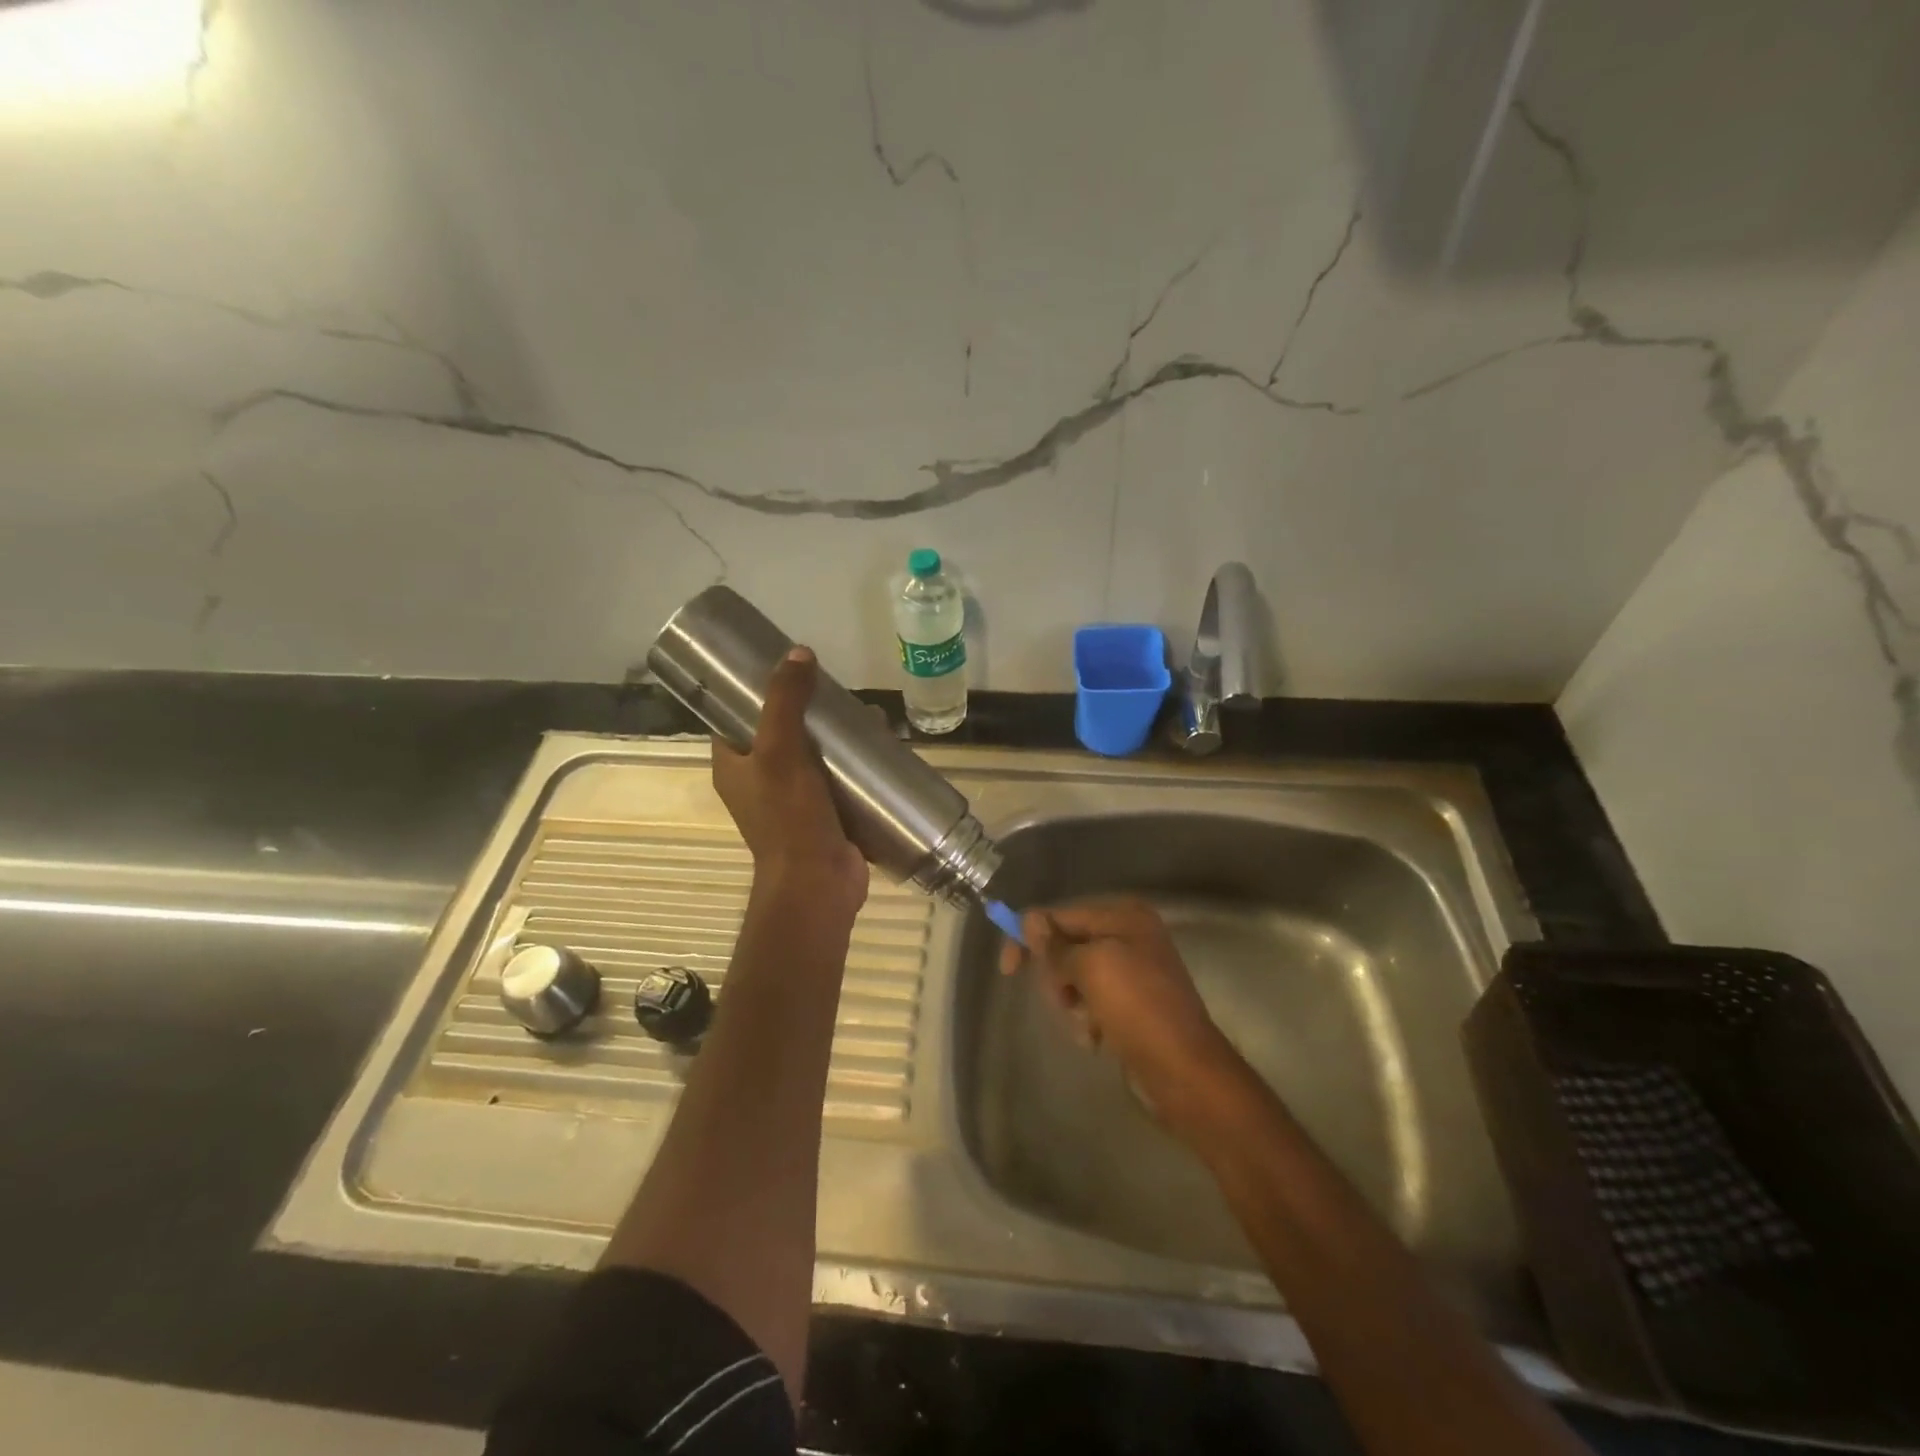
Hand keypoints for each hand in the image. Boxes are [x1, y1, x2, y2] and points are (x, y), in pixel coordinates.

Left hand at [711, 646, 868, 915]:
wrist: (818, 884)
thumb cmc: (789, 818)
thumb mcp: (780, 750)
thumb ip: (786, 702)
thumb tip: (798, 653)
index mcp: (734, 766)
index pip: (735, 718)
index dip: (754, 691)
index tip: (784, 669)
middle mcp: (759, 782)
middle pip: (781, 733)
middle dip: (808, 711)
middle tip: (835, 691)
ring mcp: (793, 801)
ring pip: (813, 755)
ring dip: (836, 737)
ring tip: (864, 715)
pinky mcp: (825, 815)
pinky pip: (837, 780)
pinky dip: (853, 764)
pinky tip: (878, 746)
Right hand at [999, 897, 1239, 1131]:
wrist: (1183, 1070)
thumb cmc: (1136, 1008)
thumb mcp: (1091, 968)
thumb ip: (1056, 946)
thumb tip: (1030, 920)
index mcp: (1123, 916)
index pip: (1060, 915)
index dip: (1030, 937)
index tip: (1007, 970)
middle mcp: (1129, 936)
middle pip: (1067, 947)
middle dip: (1058, 977)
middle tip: (1065, 1000)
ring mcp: (1133, 971)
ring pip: (1076, 978)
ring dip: (1073, 1003)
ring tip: (1087, 1025)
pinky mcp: (1133, 1004)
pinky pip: (1093, 1002)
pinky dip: (1088, 1019)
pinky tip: (1097, 1038)